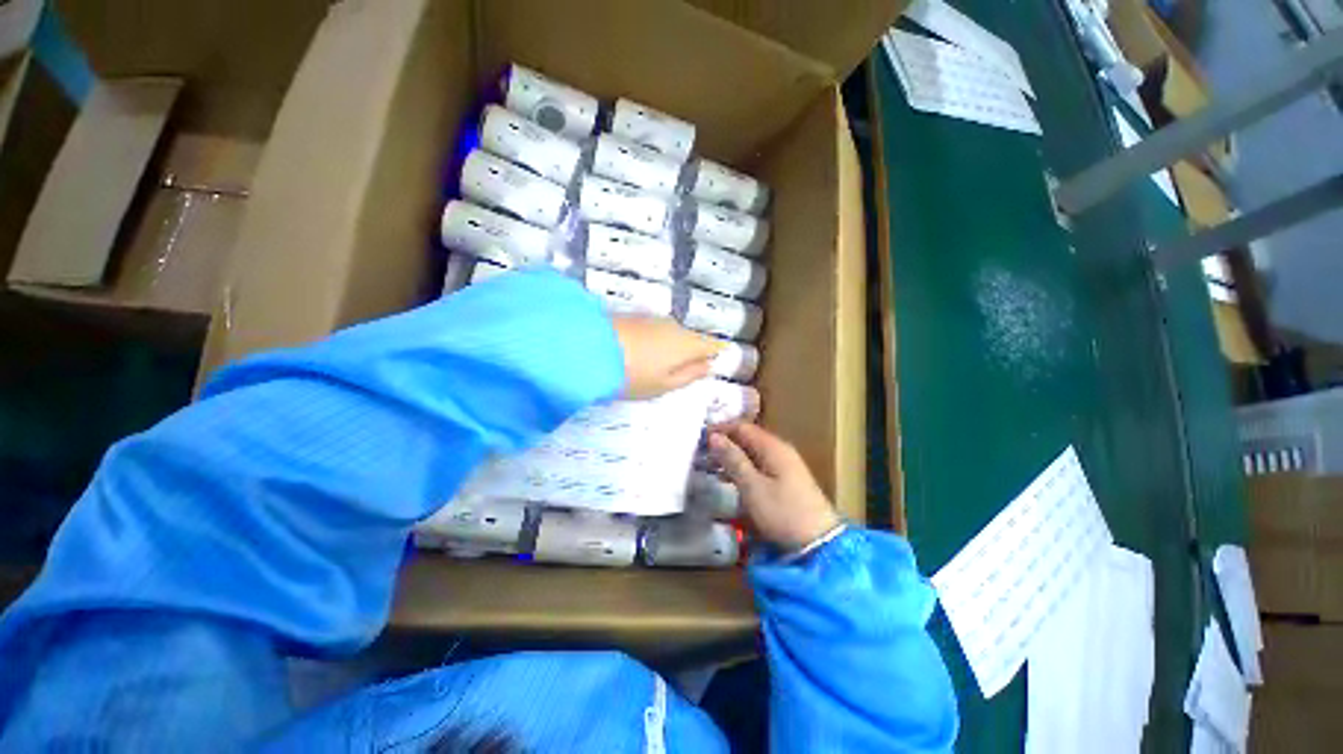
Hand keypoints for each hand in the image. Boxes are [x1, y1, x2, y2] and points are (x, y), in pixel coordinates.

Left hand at [612, 316, 722, 398]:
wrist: (589, 350)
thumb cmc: (633, 375)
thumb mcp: (665, 385)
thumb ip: (690, 375)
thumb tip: (708, 366)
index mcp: (688, 344)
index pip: (712, 345)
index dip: (715, 353)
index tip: (712, 364)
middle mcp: (675, 326)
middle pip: (691, 338)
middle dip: (690, 352)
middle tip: (679, 372)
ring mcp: (654, 319)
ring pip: (672, 333)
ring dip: (670, 347)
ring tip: (656, 366)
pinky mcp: (635, 316)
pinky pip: (654, 330)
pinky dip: (654, 341)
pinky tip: (640, 354)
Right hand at [708, 423, 839, 549]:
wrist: (819, 543)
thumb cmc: (783, 512)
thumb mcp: (752, 487)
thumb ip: (733, 460)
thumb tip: (714, 437)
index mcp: (773, 446)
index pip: (742, 427)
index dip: (721, 429)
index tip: (700, 437)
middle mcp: (781, 450)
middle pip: (749, 437)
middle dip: (726, 442)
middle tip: (703, 452)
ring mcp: (786, 464)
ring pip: (754, 451)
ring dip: (734, 455)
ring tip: (712, 464)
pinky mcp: (787, 479)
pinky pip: (761, 464)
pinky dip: (745, 466)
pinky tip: (733, 477)